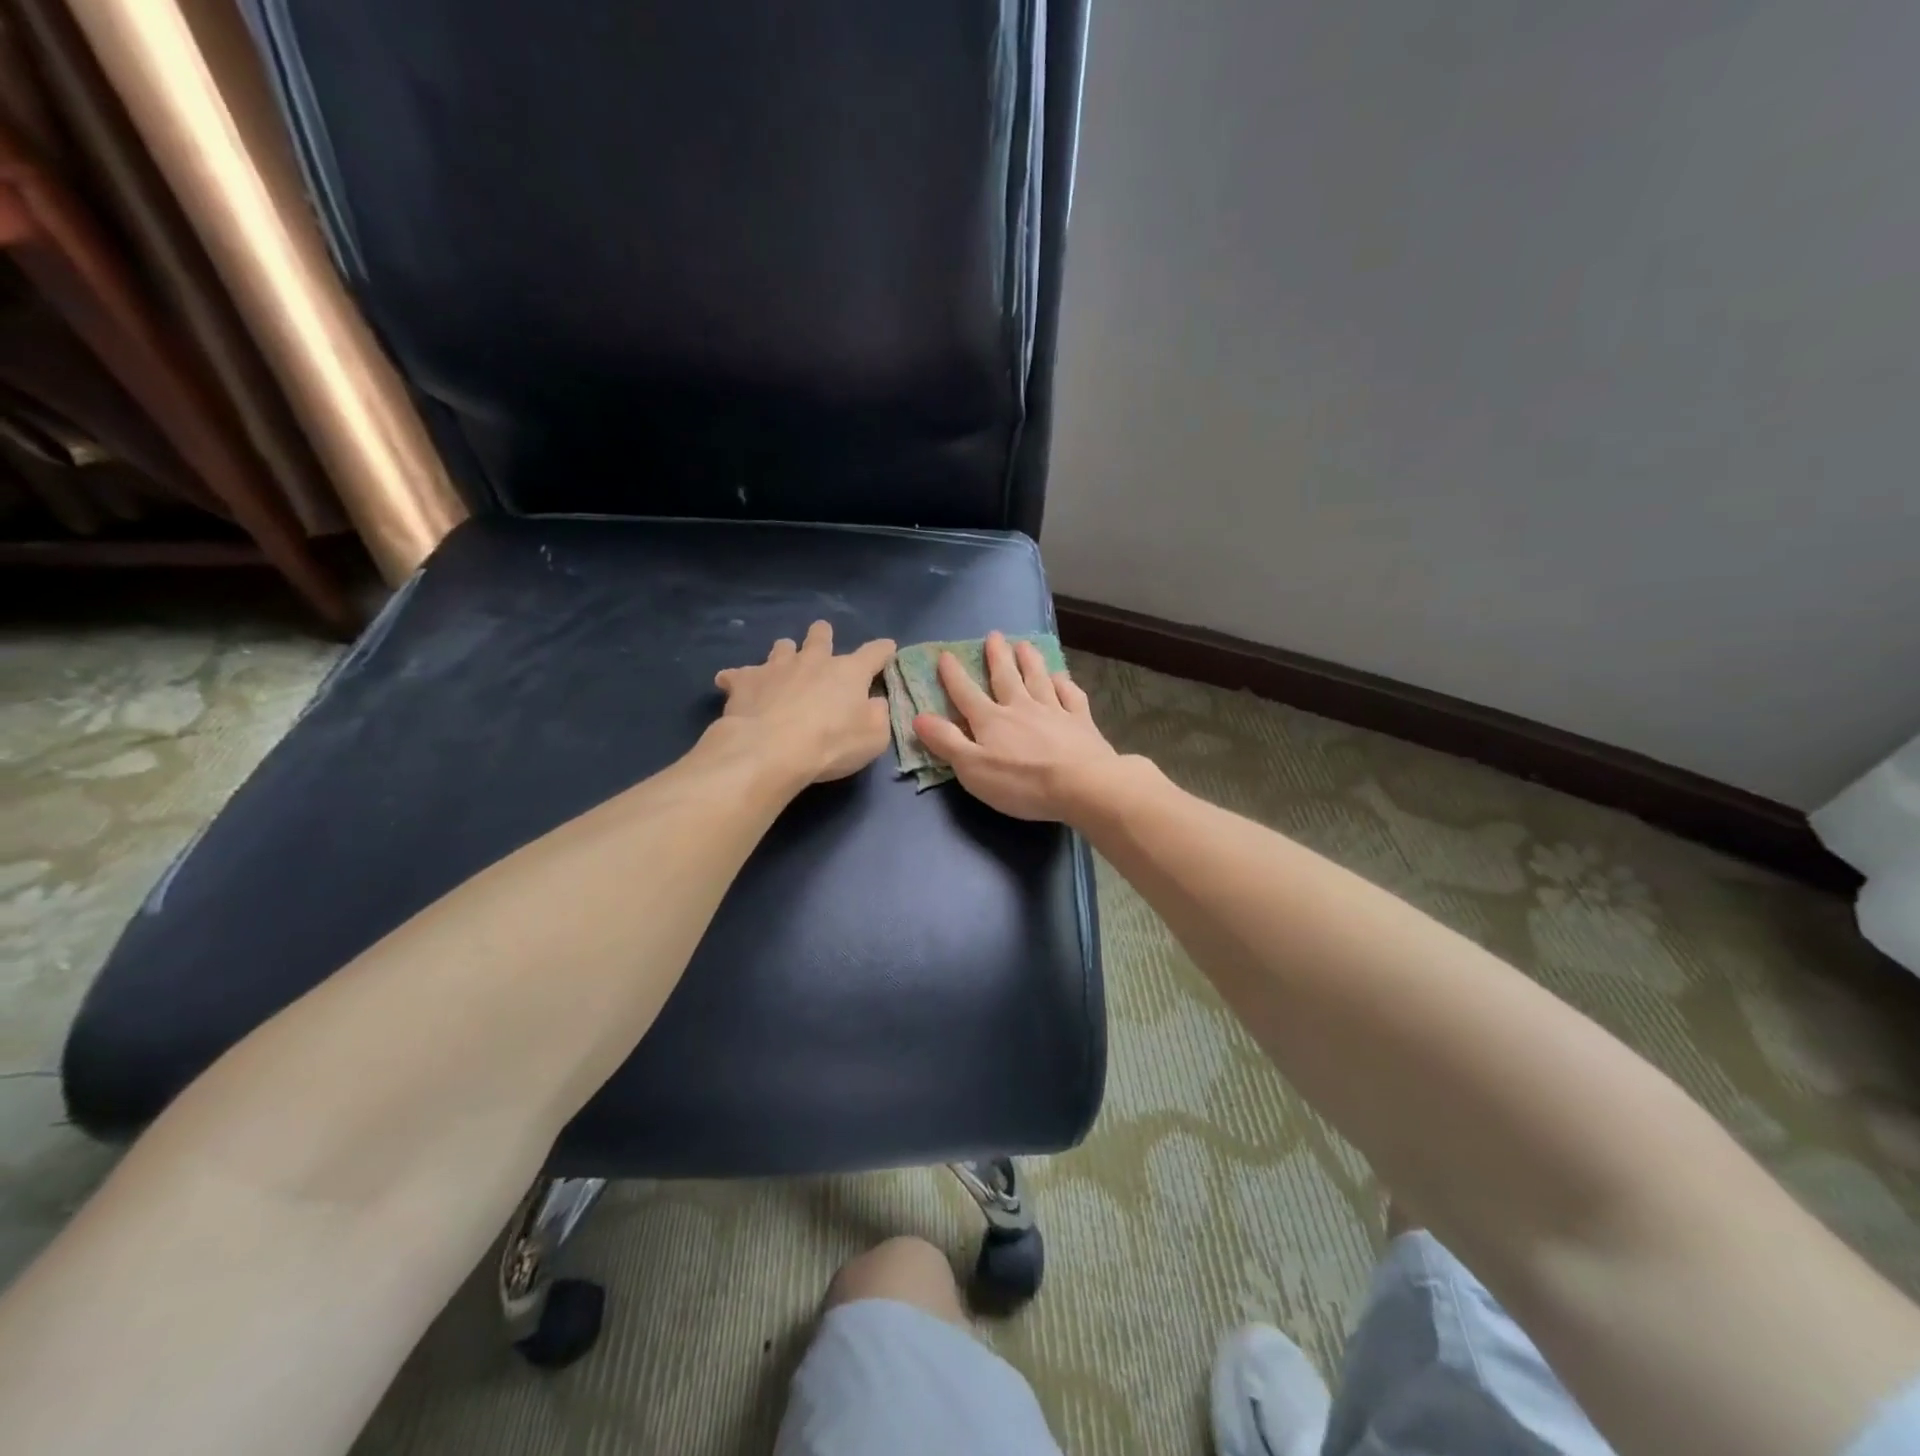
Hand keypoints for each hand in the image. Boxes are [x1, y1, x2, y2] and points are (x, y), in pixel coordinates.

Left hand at [714, 622, 896, 783]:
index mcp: (849, 672)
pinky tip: (731, 684)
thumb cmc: (831, 745)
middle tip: (822, 637)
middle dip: (822, 635)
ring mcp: (776, 667)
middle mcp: (813, 661)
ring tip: (782, 664)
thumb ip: (878, 715)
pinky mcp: (744, 681)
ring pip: (781, 648)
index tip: (888, 648)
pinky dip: (737, 679)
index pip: (874, 653)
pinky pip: (737, 674)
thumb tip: (874, 702)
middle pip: (820, 637)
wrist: (771, 750)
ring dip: (784, 653)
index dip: (883, 650)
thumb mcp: (874, 737)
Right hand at [912, 631, 1122, 820]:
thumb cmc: (1022, 782)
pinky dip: (1065, 684)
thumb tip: (919, 717)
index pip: (967, 694)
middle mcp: (1021, 708)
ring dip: (1030, 661)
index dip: (954, 676)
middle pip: (1006, 677)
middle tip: (994, 635)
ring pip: (1039, 679)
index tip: (946, 655)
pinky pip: (1071, 696)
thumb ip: (946, 742)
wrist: (1082, 785)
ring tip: (1024, 644)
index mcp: (992, 721)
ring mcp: (1054, 712)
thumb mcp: (973, 768)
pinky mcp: (1081, 722)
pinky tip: (1062, 678)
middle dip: (997, 656)